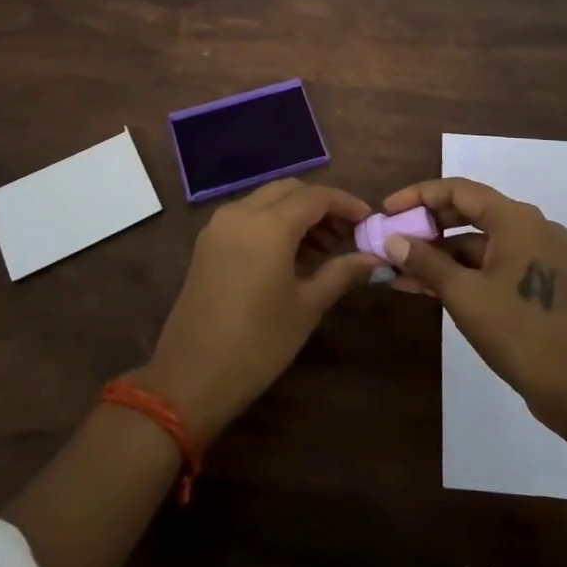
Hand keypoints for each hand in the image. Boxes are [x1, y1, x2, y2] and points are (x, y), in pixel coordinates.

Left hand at [135, 179, 376, 442]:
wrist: (191, 376)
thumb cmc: (258, 343)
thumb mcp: (307, 307)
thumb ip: (341, 273)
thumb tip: (374, 259)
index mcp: (269, 224)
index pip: (316, 196)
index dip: (346, 204)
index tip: (368, 219)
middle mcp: (242, 213)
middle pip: (289, 190)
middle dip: (320, 204)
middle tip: (346, 233)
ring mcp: (219, 225)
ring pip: (266, 200)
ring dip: (296, 212)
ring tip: (323, 247)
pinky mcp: (207, 242)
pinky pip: (247, 215)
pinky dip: (272, 222)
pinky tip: (290, 253)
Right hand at [381, 177, 566, 426]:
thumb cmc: (516, 331)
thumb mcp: (463, 294)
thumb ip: (425, 261)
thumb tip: (391, 240)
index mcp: (516, 219)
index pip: (459, 190)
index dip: (418, 196)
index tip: (387, 210)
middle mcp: (530, 226)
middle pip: (469, 211)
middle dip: (427, 225)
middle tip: (391, 237)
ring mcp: (536, 253)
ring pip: (478, 240)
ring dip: (439, 252)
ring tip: (398, 267)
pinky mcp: (536, 278)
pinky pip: (490, 261)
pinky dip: (461, 270)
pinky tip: (425, 284)